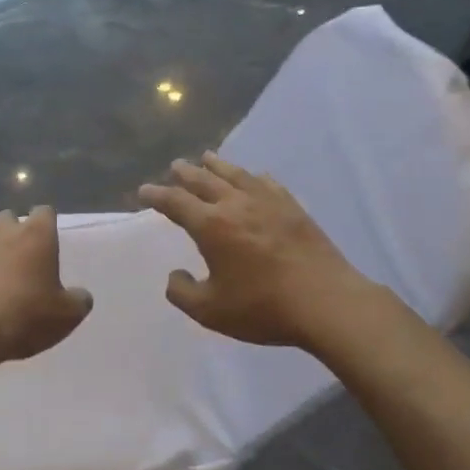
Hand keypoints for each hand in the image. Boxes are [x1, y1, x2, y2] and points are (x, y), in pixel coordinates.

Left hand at [0, 208, 92, 373]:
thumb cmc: (25, 318)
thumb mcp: (66, 316)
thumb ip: (78, 300)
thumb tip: (80, 295)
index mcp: (36, 236)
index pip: (45, 212)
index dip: (45, 225)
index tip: (45, 243)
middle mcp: (1, 230)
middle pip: (8, 218)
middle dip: (11, 232)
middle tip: (15, 259)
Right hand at [139, 153, 374, 349]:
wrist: (325, 302)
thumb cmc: (263, 308)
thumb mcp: (210, 311)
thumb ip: (183, 293)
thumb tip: (175, 275)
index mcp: (211, 226)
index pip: (176, 202)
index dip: (157, 195)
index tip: (144, 190)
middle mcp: (236, 205)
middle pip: (205, 181)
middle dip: (186, 173)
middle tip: (175, 166)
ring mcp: (268, 203)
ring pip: (237, 175)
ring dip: (218, 165)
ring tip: (208, 157)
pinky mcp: (294, 208)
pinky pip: (269, 184)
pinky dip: (255, 177)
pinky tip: (256, 176)